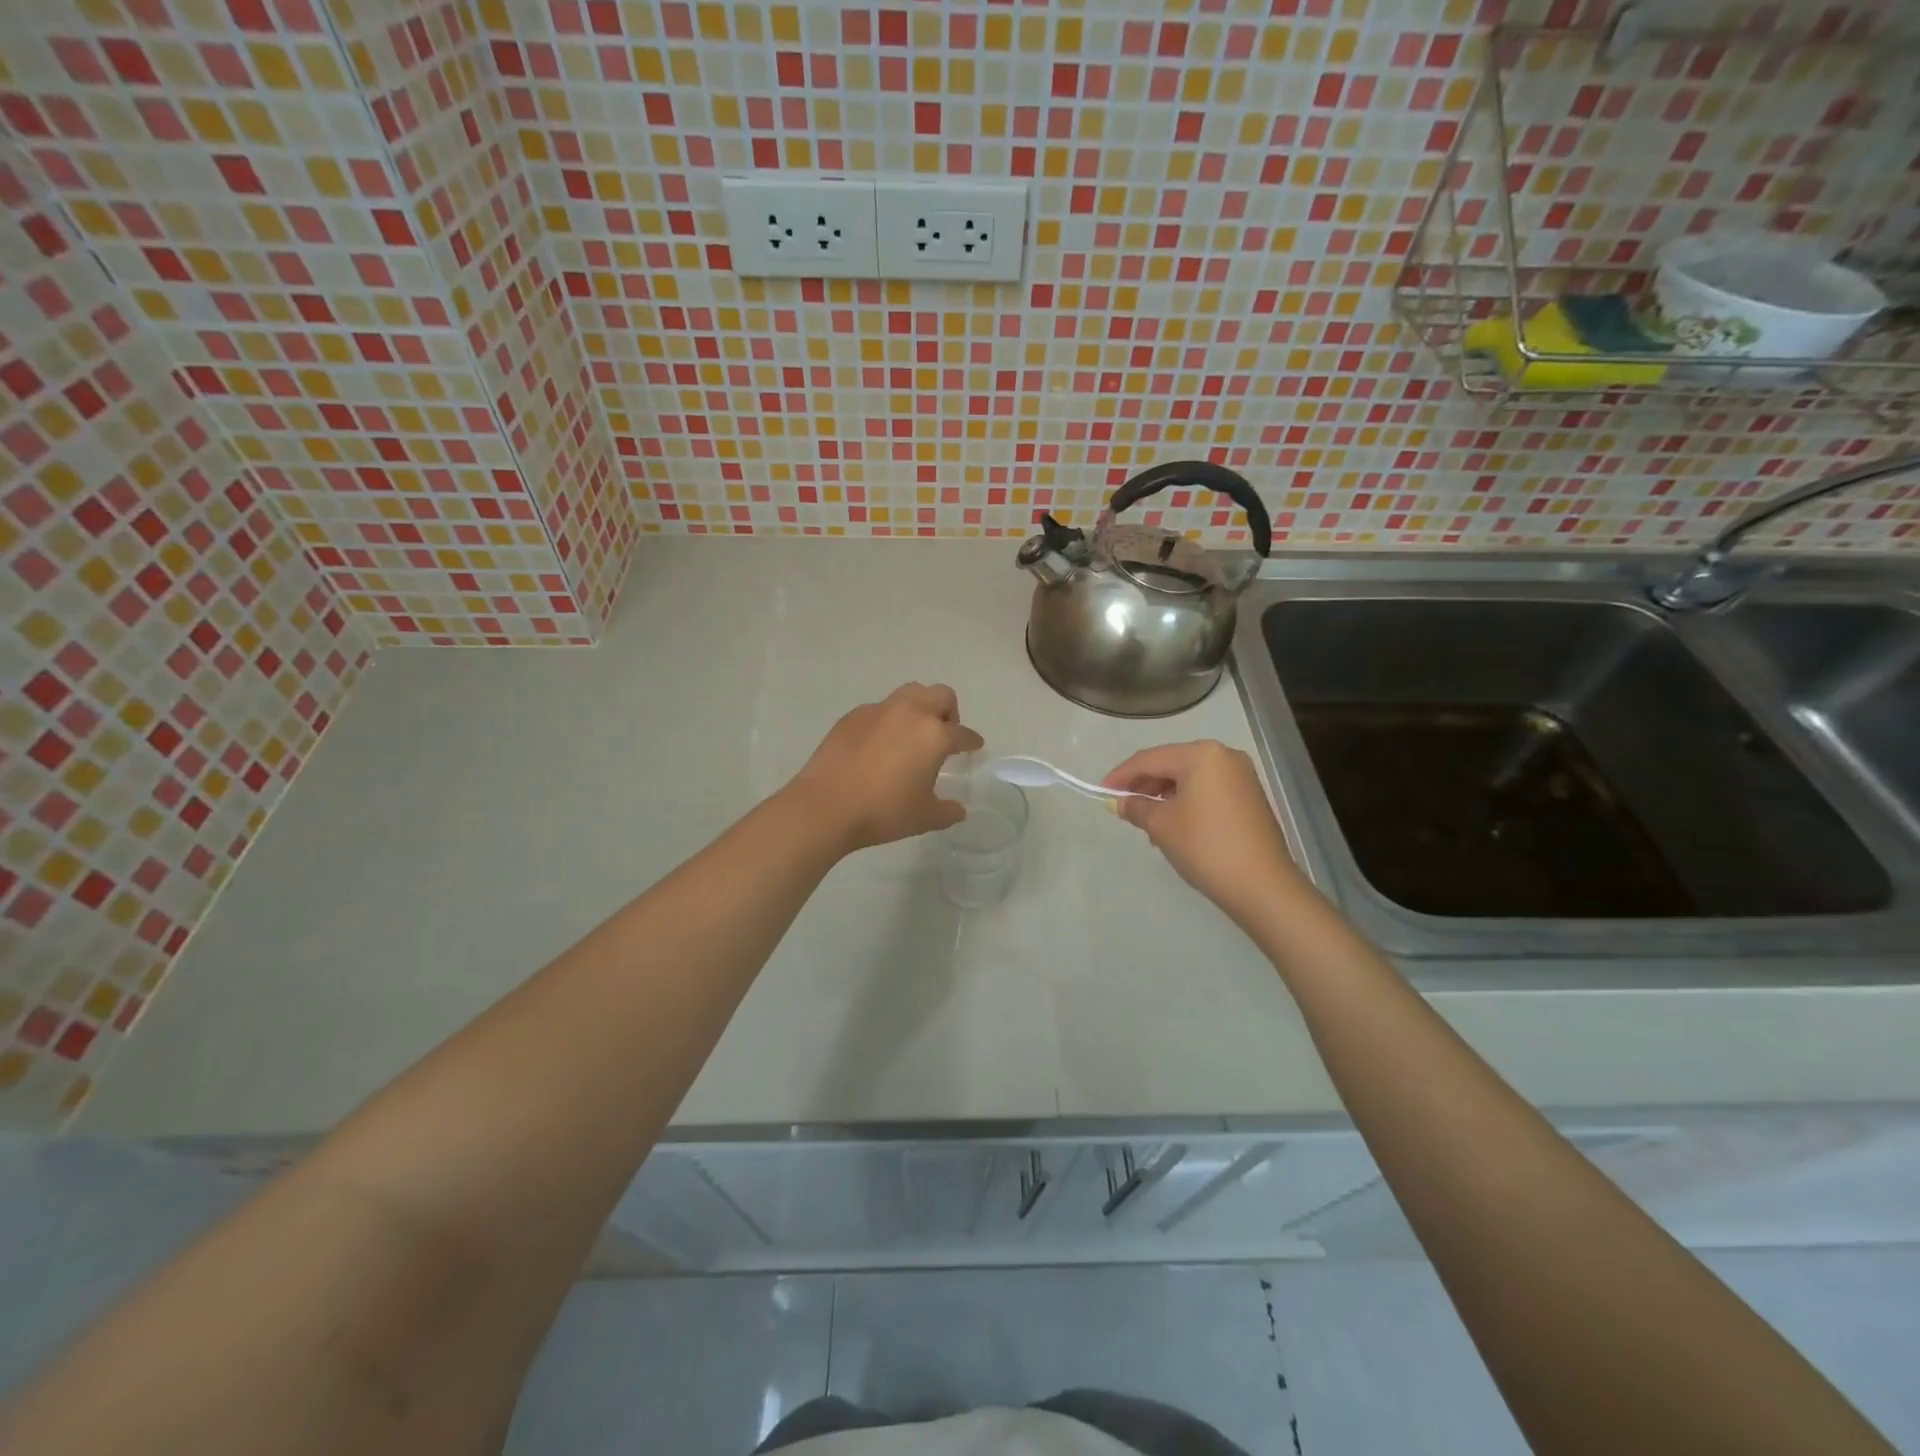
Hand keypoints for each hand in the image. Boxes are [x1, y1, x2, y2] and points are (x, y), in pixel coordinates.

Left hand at [788, 683, 985, 853]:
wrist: (826, 806)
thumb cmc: (883, 812)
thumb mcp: (924, 817)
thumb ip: (947, 811)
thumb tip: (959, 809)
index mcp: (934, 735)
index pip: (962, 733)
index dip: (971, 741)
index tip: (974, 746)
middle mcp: (910, 713)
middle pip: (940, 695)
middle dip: (949, 711)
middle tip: (944, 734)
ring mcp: (879, 711)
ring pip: (909, 693)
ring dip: (919, 707)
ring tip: (913, 734)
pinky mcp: (852, 716)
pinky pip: (880, 709)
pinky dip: (889, 719)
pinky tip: (880, 744)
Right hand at [1103, 740, 1302, 921]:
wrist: (1262, 886)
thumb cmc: (1205, 846)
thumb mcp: (1161, 825)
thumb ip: (1136, 807)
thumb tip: (1121, 802)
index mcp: (1202, 755)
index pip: (1150, 759)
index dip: (1121, 775)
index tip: (1101, 792)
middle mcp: (1225, 756)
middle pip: (1172, 764)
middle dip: (1144, 784)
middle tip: (1122, 805)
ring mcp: (1242, 777)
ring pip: (1190, 778)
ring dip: (1164, 795)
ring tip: (1146, 821)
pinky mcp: (1250, 798)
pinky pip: (1208, 791)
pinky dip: (1186, 802)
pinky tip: (1173, 825)